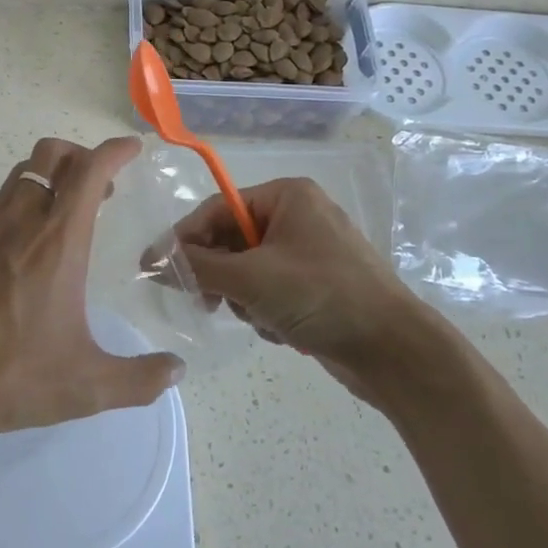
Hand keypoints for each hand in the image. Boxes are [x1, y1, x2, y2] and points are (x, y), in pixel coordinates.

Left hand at [0, 137, 184, 474]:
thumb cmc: (10, 376)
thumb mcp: (86, 386)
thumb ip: (140, 379)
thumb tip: (178, 371)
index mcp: (58, 242)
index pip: (89, 171)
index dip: (114, 151)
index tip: (132, 149)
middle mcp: (21, 221)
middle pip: (51, 154)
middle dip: (80, 155)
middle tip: (99, 185)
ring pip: (21, 174)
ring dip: (49, 177)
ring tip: (63, 212)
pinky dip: (19, 203)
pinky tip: (22, 244)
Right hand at [158, 177, 427, 394]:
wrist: (395, 351)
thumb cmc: (322, 296)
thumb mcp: (252, 279)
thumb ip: (198, 267)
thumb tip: (153, 261)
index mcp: (287, 196)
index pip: (218, 209)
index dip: (183, 238)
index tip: (153, 268)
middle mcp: (297, 216)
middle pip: (232, 240)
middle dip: (221, 275)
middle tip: (206, 302)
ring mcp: (309, 252)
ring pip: (247, 270)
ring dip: (246, 298)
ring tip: (262, 318)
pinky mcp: (316, 285)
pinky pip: (269, 290)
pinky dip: (266, 311)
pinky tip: (282, 330)